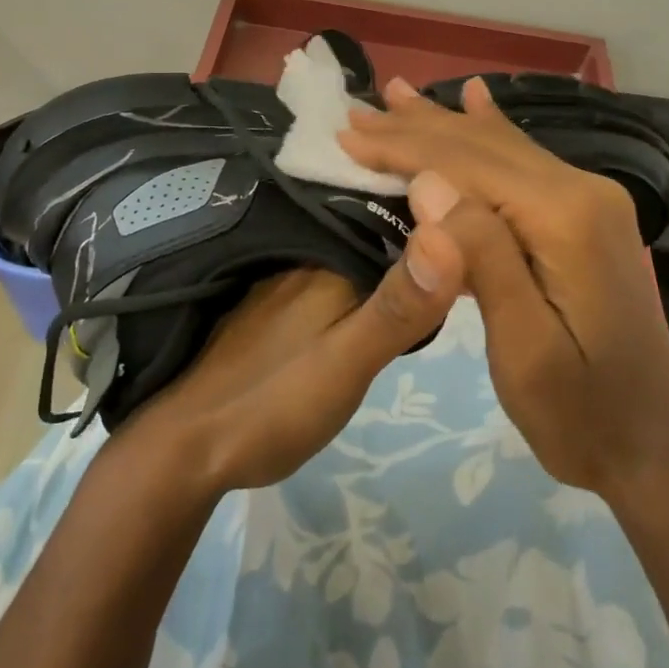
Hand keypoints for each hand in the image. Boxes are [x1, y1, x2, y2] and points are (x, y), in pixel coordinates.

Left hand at [119, 231, 464, 492]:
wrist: (187, 451)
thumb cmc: (273, 404)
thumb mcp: (348, 362)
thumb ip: (398, 307)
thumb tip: (450, 233)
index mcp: (328, 260)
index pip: (396, 218)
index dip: (438, 217)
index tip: (481, 219)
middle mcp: (305, 258)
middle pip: (374, 233)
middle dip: (418, 234)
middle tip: (469, 245)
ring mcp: (285, 282)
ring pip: (353, 254)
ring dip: (390, 256)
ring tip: (439, 265)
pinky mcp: (273, 307)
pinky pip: (331, 275)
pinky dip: (361, 278)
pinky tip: (377, 294)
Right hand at [341, 78, 668, 502]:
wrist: (653, 445)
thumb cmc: (581, 413)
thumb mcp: (524, 351)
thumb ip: (483, 259)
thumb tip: (428, 183)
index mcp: (565, 219)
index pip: (468, 165)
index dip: (403, 148)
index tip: (346, 135)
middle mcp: (582, 191)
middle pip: (483, 146)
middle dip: (415, 128)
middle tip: (355, 112)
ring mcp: (589, 200)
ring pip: (501, 147)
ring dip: (443, 124)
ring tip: (398, 93)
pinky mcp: (584, 216)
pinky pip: (524, 161)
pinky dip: (488, 131)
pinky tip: (476, 100)